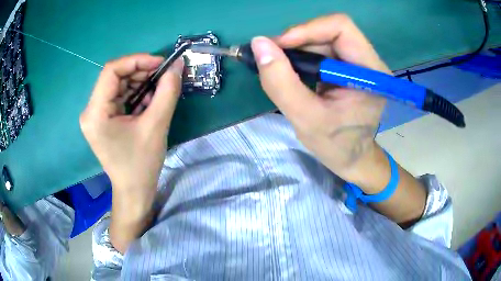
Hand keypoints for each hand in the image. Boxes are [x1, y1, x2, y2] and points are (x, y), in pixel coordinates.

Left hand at [80, 54, 182, 251]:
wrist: (134, 192)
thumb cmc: (141, 165)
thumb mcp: (156, 126)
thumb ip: (168, 92)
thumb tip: (177, 66)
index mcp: (95, 113)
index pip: (111, 71)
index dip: (137, 61)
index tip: (161, 63)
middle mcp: (91, 111)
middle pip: (115, 77)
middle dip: (141, 72)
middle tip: (164, 75)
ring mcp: (96, 115)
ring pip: (119, 86)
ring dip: (141, 83)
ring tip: (160, 90)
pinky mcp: (103, 120)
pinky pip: (120, 98)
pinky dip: (137, 95)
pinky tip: (151, 101)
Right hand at [251, 14, 389, 187]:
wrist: (353, 159)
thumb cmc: (336, 146)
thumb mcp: (305, 119)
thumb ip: (281, 82)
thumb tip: (258, 44)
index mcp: (371, 73)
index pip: (342, 28)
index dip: (307, 29)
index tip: (278, 46)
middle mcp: (369, 61)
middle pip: (331, 31)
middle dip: (298, 40)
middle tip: (272, 57)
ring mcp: (360, 63)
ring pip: (324, 38)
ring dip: (298, 48)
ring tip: (279, 66)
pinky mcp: (350, 67)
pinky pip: (323, 49)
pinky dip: (303, 55)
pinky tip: (292, 70)